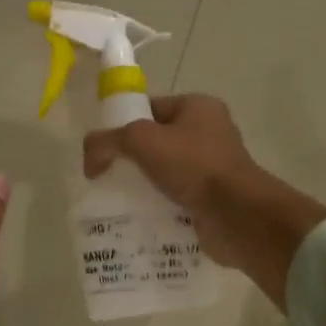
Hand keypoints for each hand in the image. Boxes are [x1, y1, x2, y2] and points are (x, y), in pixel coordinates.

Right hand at [82, 94, 325, 310]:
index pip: (150, 108)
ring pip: (165, 172)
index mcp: (198, 107)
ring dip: (143, 185)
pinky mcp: (212, 199)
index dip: (122, 123)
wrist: (236, 216)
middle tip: (105, 177)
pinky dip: (158, 207)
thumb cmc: (193, 166)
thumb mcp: (141, 141)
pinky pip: (176, 198)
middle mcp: (209, 132)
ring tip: (117, 201)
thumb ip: (108, 141)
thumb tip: (89, 157)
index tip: (102, 149)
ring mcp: (213, 168)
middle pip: (156, 142)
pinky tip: (138, 218)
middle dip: (130, 159)